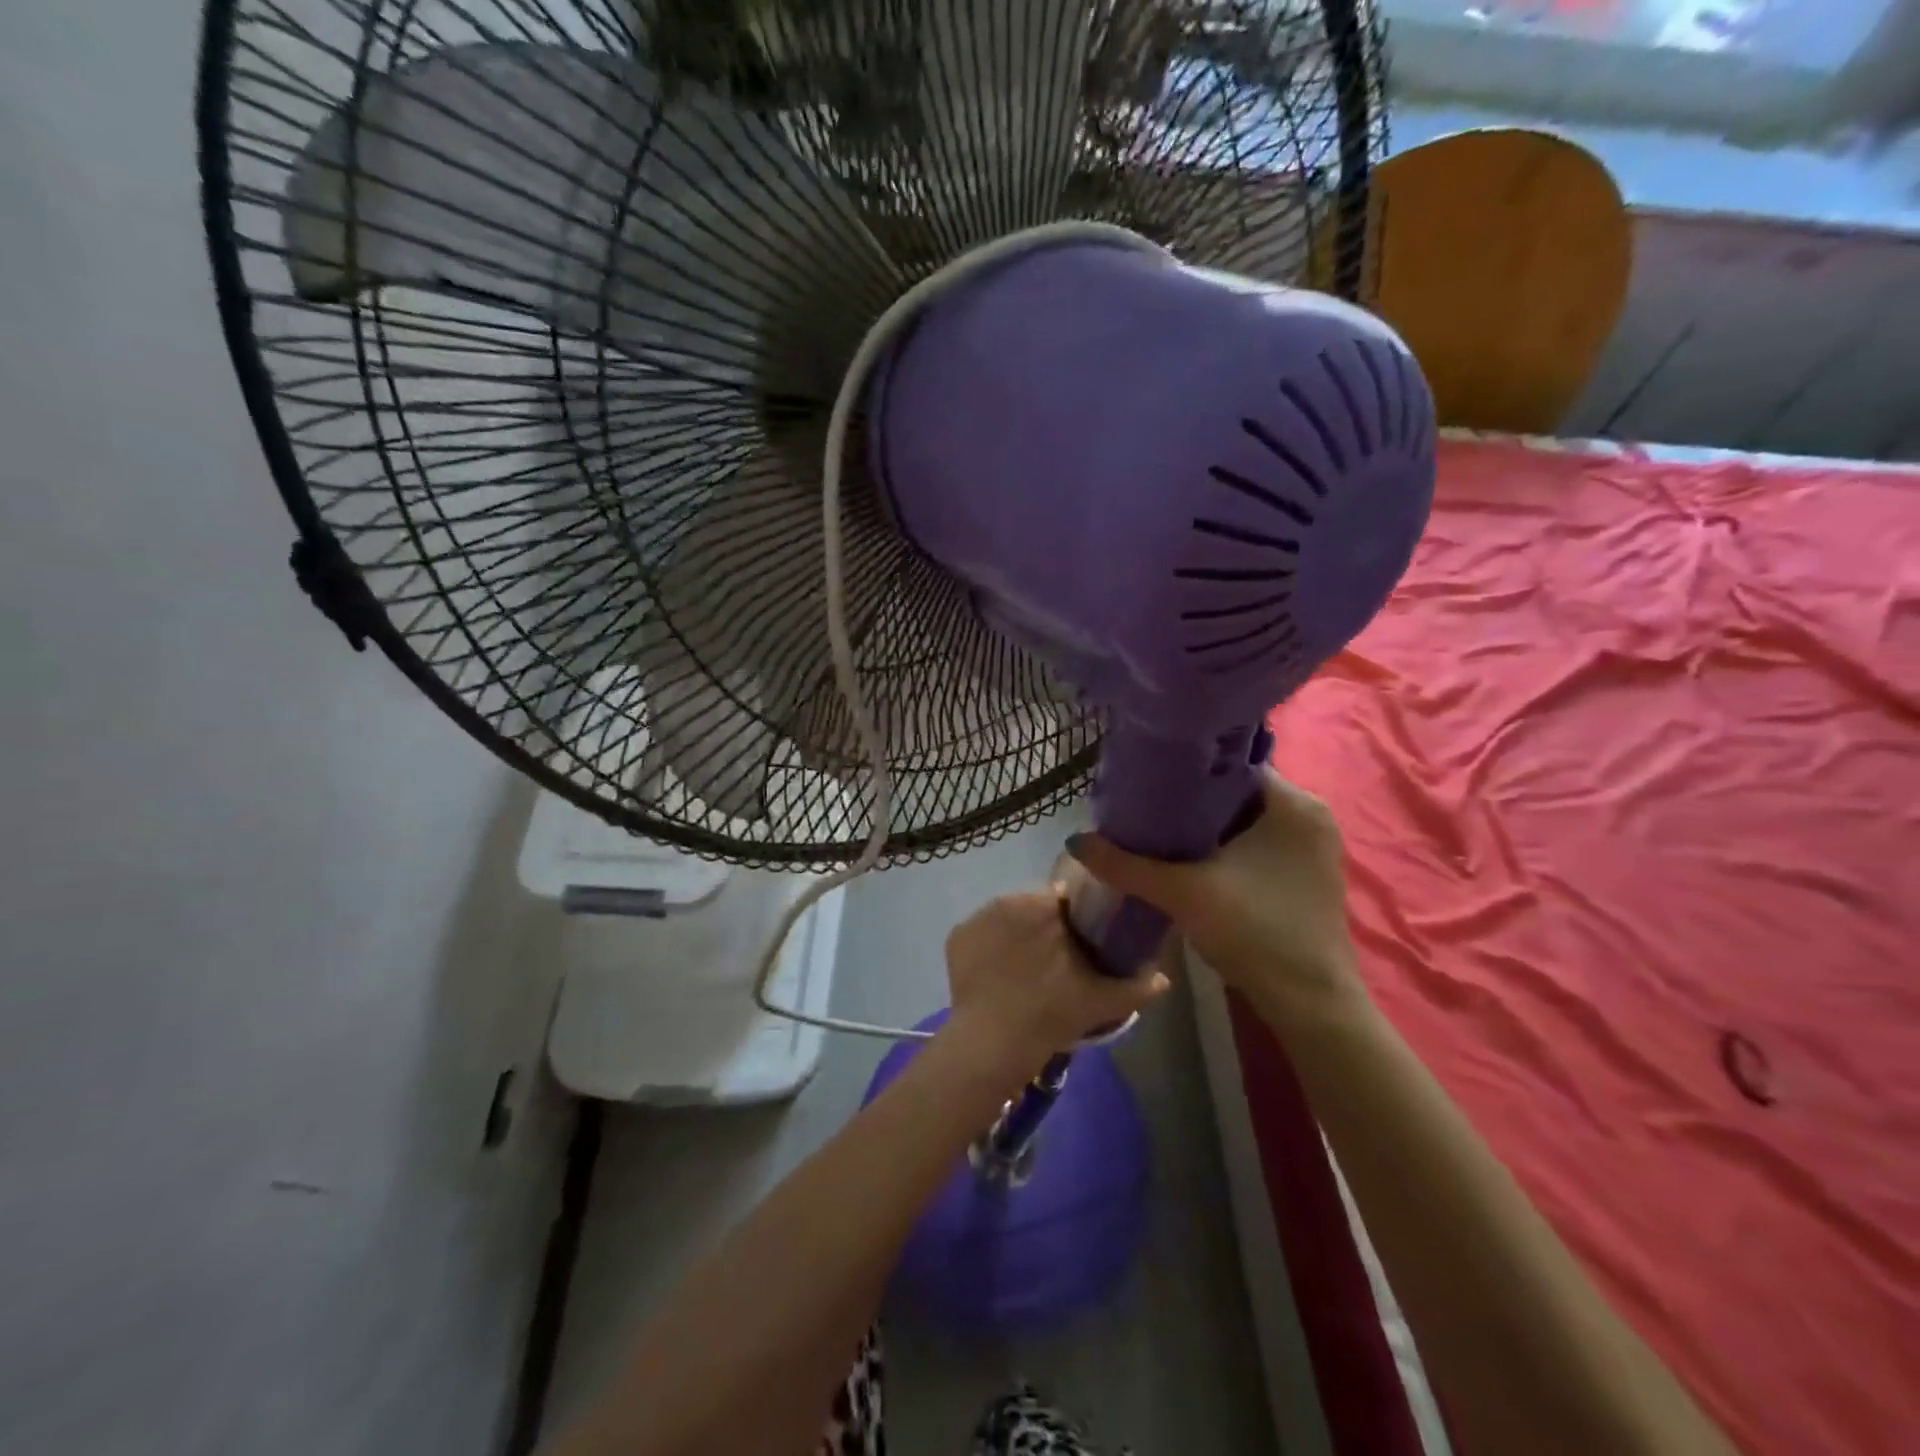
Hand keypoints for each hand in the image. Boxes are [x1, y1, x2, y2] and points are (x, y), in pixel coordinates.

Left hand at [943, 890, 1170, 1078]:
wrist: (993, 1042)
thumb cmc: (1052, 1013)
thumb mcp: (1102, 1001)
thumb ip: (1138, 986)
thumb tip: (1165, 977)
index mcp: (1045, 904)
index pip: (1064, 898)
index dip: (1073, 919)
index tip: (1078, 943)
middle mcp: (1008, 899)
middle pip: (1033, 906)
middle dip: (1044, 926)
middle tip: (1054, 962)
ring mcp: (977, 917)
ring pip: (1006, 918)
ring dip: (1016, 934)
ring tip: (1023, 971)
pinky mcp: (955, 937)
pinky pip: (979, 935)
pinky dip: (988, 948)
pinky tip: (996, 976)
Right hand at [1067, 770, 1363, 1027]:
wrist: (1310, 1005)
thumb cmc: (1256, 933)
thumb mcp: (1183, 893)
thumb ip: (1127, 865)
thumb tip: (1076, 841)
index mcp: (1294, 804)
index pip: (1232, 765)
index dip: (1186, 771)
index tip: (1146, 781)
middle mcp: (1309, 816)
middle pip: (1235, 793)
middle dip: (1191, 802)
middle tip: (1143, 808)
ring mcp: (1311, 848)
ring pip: (1244, 822)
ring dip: (1205, 828)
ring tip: (1156, 831)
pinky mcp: (1305, 876)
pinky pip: (1255, 845)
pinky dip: (1223, 848)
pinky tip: (1187, 860)